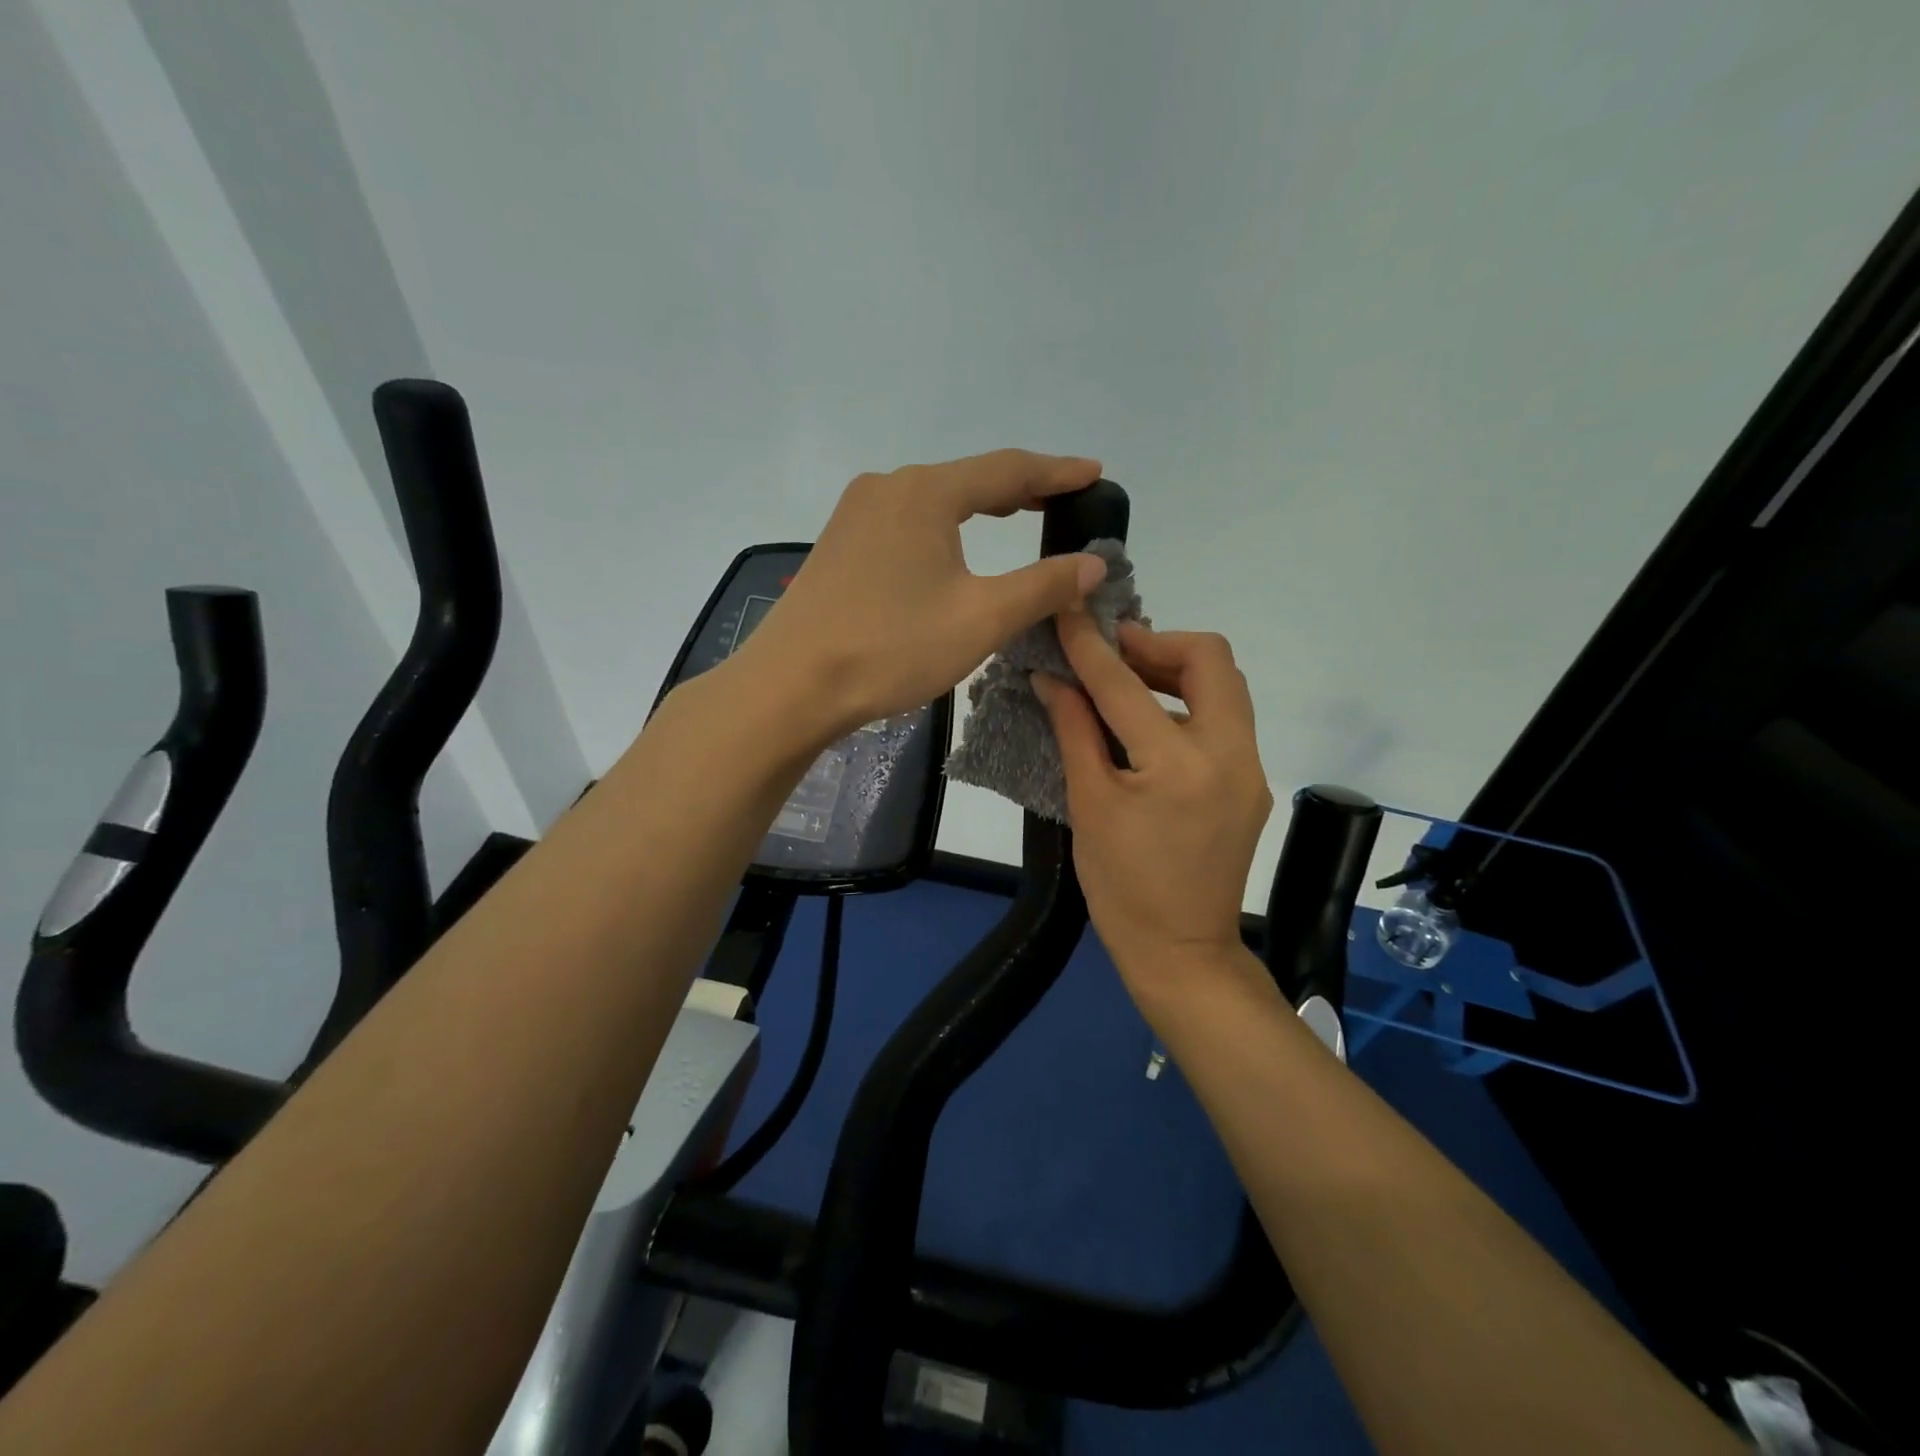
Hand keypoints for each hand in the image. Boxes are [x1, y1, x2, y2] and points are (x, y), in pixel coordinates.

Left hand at [736, 450, 1110, 737]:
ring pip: (934, 500)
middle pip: (968, 478)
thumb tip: (1093, 564)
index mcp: (925, 493)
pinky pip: (906, 522)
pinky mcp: (840, 544)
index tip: (1095, 473)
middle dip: (1020, 488)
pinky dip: (943, 527)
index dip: (1057, 473)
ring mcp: (856, 515)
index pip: (1008, 469)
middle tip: (1063, 499)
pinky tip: (952, 548)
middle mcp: (888, 488)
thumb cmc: (891, 648)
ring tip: (1017, 515)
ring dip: (979, 507)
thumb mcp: (981, 619)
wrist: (792, 684)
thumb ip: (1043, 586)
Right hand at [1032, 616, 1274, 1010]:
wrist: (1182, 953)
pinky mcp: (1252, 783)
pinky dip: (1187, 704)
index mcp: (1178, 765)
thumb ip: (1074, 731)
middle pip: (1211, 659)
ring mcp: (1249, 769)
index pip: (1126, 685)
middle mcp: (1229, 755)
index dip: (1090, 645)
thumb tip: (1051, 679)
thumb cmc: (1122, 889)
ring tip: (1125, 682)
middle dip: (1157, 642)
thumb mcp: (1089, 806)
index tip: (1068, 612)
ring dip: (1175, 670)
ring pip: (1225, 686)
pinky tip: (1149, 723)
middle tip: (1111, 653)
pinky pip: (1225, 720)